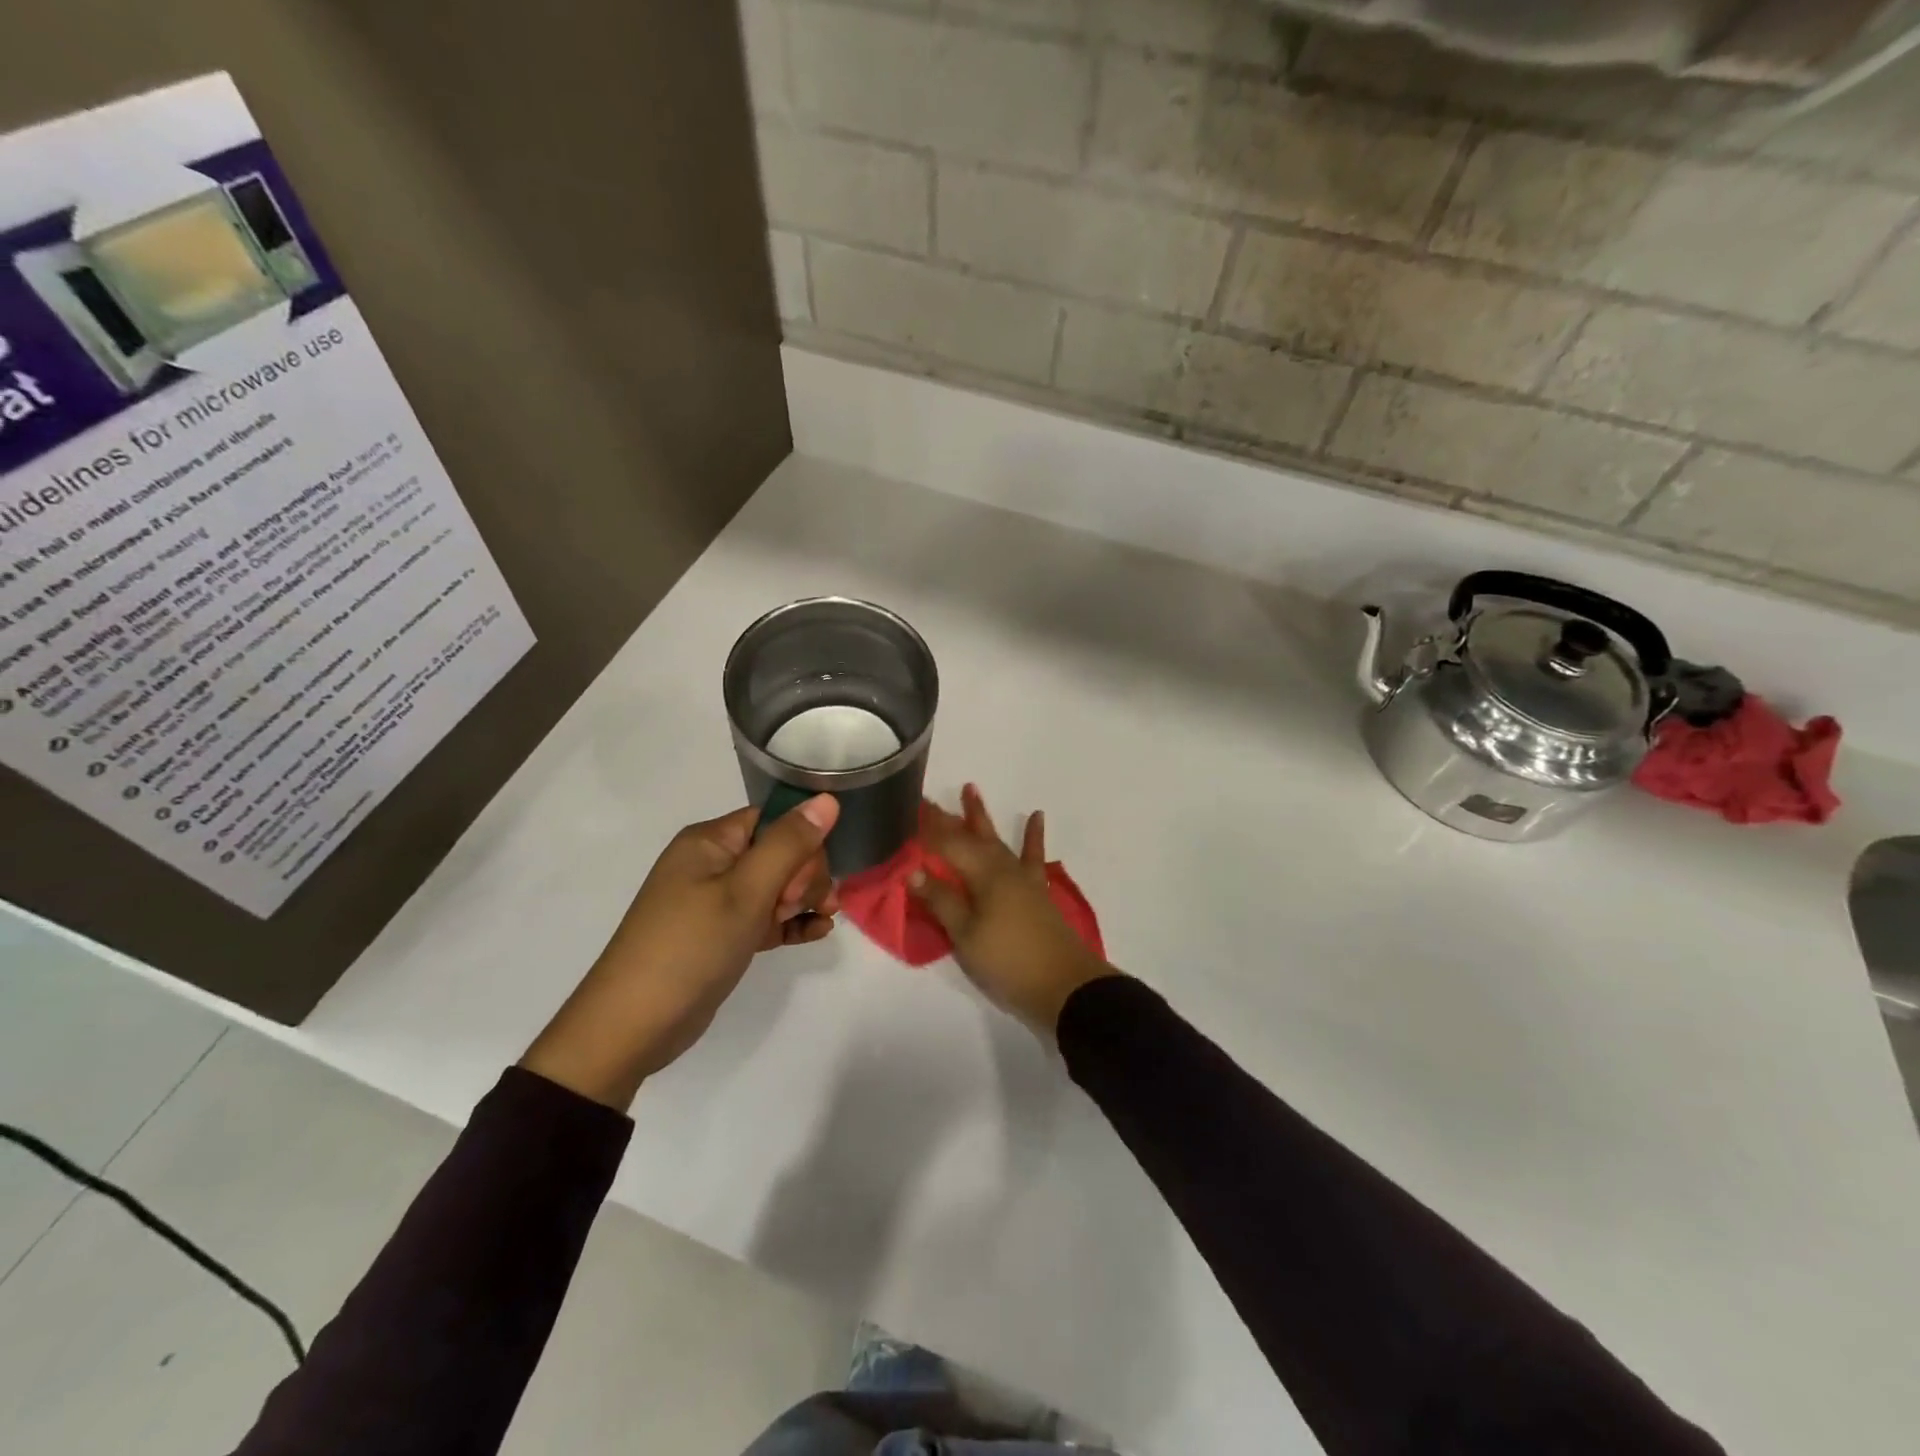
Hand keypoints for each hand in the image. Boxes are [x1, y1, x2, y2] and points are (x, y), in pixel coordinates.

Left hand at [520, 795, 840, 1107]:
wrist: (633, 1026)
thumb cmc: (691, 946)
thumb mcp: (746, 891)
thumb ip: (789, 844)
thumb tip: (828, 798)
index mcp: (710, 841)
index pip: (772, 820)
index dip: (801, 843)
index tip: (809, 877)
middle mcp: (712, 864)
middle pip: (779, 852)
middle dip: (804, 876)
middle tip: (798, 906)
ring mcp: (716, 902)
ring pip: (777, 886)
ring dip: (803, 900)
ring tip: (820, 922)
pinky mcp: (722, 936)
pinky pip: (766, 918)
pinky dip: (791, 923)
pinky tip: (818, 933)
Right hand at [912, 784, 1116, 1037]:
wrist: (1064, 983)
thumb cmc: (1008, 959)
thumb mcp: (965, 934)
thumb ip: (941, 900)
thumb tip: (914, 870)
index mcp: (981, 874)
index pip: (946, 844)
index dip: (926, 829)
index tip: (908, 810)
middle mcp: (1001, 867)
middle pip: (968, 837)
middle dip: (946, 818)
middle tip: (927, 800)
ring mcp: (1022, 877)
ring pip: (995, 840)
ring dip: (980, 817)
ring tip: (970, 789)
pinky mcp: (1036, 890)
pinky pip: (1032, 855)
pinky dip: (1033, 836)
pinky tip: (1036, 816)